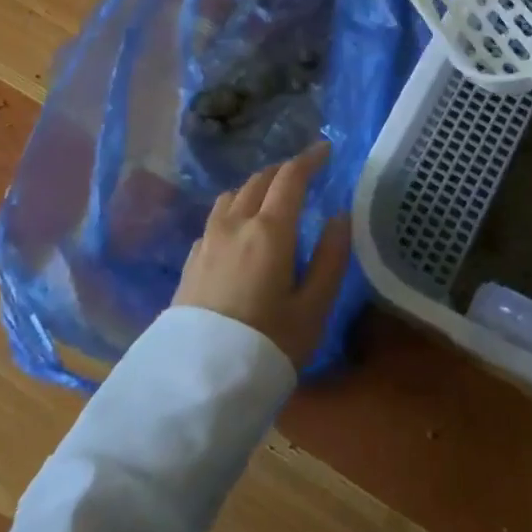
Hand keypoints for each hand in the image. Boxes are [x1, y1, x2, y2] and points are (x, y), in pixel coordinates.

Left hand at [174, 141, 350, 366]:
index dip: (309, 159)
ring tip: (271, 197)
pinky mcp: (191, 260)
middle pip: (259, 181)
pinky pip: (216, 218)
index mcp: (269, 230)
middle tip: (303, 174)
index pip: (290, 178)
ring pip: (232, 195)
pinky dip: (234, 209)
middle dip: (284, 171)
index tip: (324, 149)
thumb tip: (340, 217)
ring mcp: (207, 241)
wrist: (198, 382)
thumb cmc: (268, 344)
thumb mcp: (313, 308)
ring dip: (255, 187)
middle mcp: (234, 224)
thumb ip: (330, 257)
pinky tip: (239, 230)